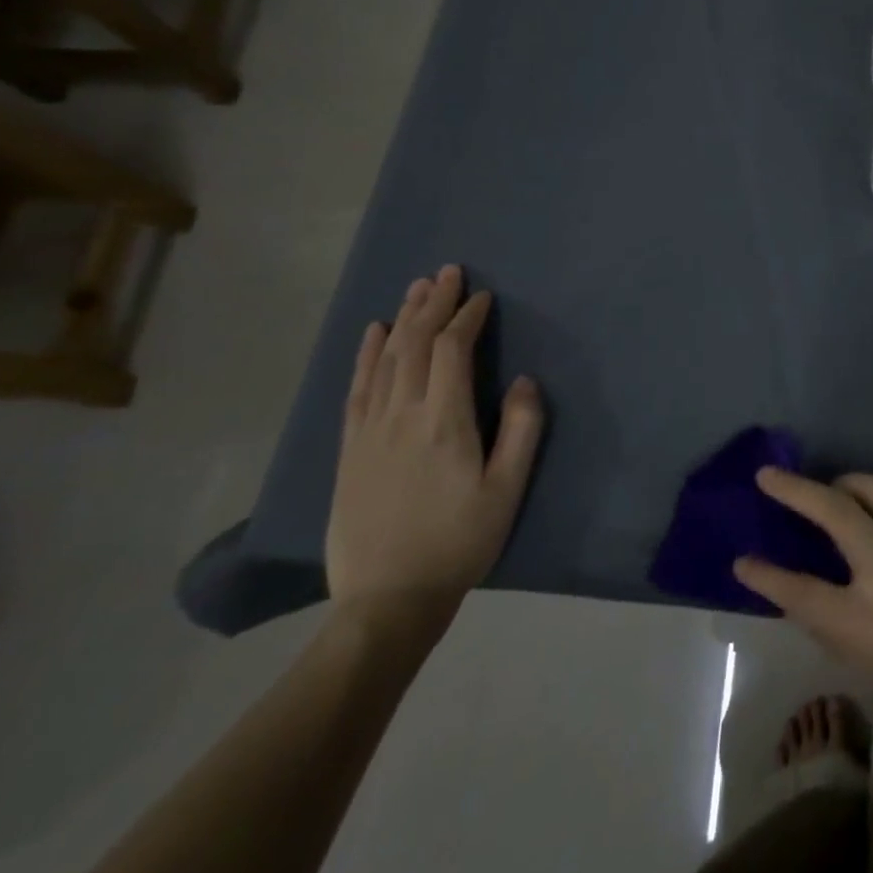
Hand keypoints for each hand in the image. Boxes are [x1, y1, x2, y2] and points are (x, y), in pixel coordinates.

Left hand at [326, 266, 542, 638]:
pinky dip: (365, 355)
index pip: (451, 351)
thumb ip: (522, 430)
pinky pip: (356, 388)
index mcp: (443, 422)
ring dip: (402, 319)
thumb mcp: (507, 490)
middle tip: (447, 273)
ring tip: (417, 289)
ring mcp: (369, 431)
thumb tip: (524, 381)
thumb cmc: (459, 542)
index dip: (466, 318)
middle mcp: (401, 415)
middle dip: (433, 304)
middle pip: (414, 344)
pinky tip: (372, 333)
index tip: (482, 297)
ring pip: (384, 359)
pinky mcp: (349, 449)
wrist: (386, 600)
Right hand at [734, 468, 872, 754]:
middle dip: (792, 489)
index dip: (765, 575)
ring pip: (871, 485)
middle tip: (769, 475)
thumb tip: (813, 588)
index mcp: (865, 624)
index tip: (742, 560)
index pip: (799, 590)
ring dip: (843, 482)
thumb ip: (842, 625)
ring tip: (831, 489)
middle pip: (831, 510)